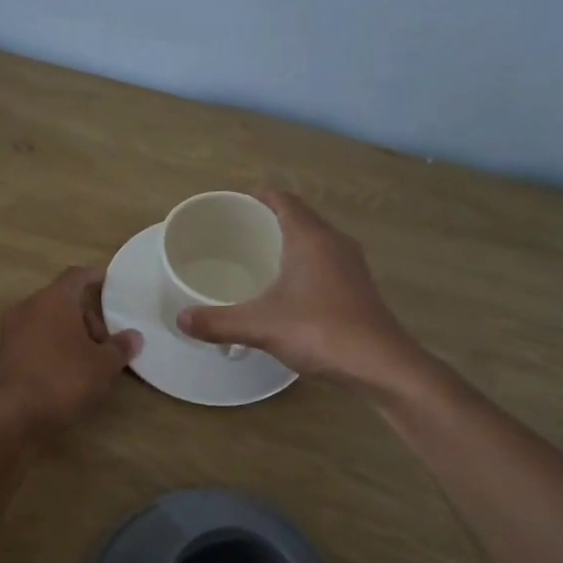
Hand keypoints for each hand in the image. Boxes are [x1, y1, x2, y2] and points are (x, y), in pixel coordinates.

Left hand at [0, 266, 139, 436]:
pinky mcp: (5, 352)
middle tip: (104, 343)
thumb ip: (120, 347)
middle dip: (86, 316)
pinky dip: (52, 344)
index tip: (107, 281)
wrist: (16, 414)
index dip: (93, 276)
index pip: (76, 275)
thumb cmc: (65, 379)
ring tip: (88, 360)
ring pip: (48, 319)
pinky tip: (66, 368)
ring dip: (69, 332)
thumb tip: (134, 336)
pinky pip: (35, 337)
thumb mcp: (103, 365)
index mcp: (54, 299)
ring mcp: (12, 328)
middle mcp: (29, 306)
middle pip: (62, 300)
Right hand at [176, 190, 416, 394]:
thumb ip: (218, 322)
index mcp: (310, 237)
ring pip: (314, 241)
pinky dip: (302, 266)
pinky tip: (285, 291)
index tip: (233, 206)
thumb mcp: (260, 326)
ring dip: (288, 244)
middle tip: (235, 235)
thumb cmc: (320, 331)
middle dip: (268, 221)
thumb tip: (181, 320)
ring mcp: (350, 266)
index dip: (258, 198)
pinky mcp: (358, 288)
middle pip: (299, 217)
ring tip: (255, 260)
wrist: (382, 365)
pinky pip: (324, 263)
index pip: (283, 200)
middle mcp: (334, 243)